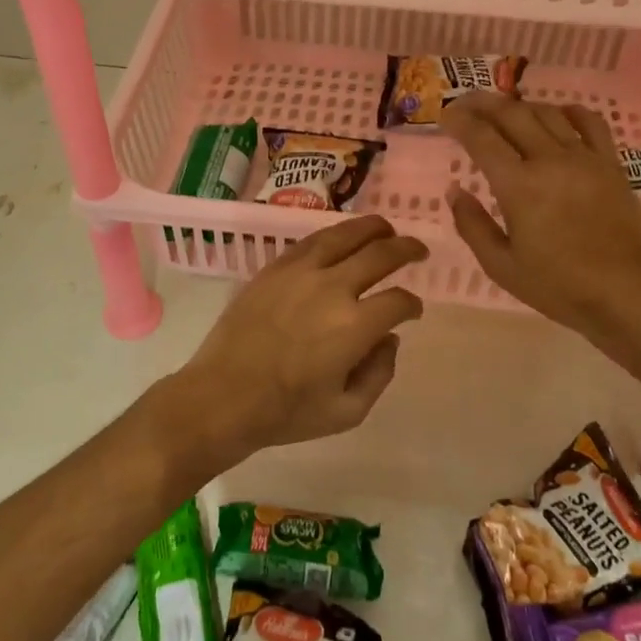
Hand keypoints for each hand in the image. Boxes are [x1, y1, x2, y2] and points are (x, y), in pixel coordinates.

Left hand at [144, 216, 427, 472]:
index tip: (413, 310)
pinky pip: (311, 241)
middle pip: (380, 254)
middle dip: (406, 249)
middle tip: (418, 250)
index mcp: (354, 326)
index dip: (412, 304)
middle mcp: (332, 289)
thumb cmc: (286, 412)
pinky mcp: (275, 268)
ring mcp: (300, 273)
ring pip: (345, 235)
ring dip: (372, 228)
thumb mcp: (347, 412)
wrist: (223, 396)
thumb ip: (380, 373)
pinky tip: (342, 237)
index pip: (398, 300)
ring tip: (386, 228)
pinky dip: (334, 234)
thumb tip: (389, 339)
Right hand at [443, 93, 640, 349]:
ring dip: (520, 106)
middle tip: (465, 104)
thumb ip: (472, 225)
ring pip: (547, 113)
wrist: (626, 295)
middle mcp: (550, 160)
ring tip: (504, 111)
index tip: (445, 115)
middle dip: (483, 103)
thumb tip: (455, 191)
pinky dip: (569, 112)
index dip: (459, 121)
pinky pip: (590, 123)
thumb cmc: (558, 286)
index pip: (481, 138)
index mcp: (518, 186)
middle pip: (512, 114)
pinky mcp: (611, 165)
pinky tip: (557, 116)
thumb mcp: (501, 266)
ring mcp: (584, 159)